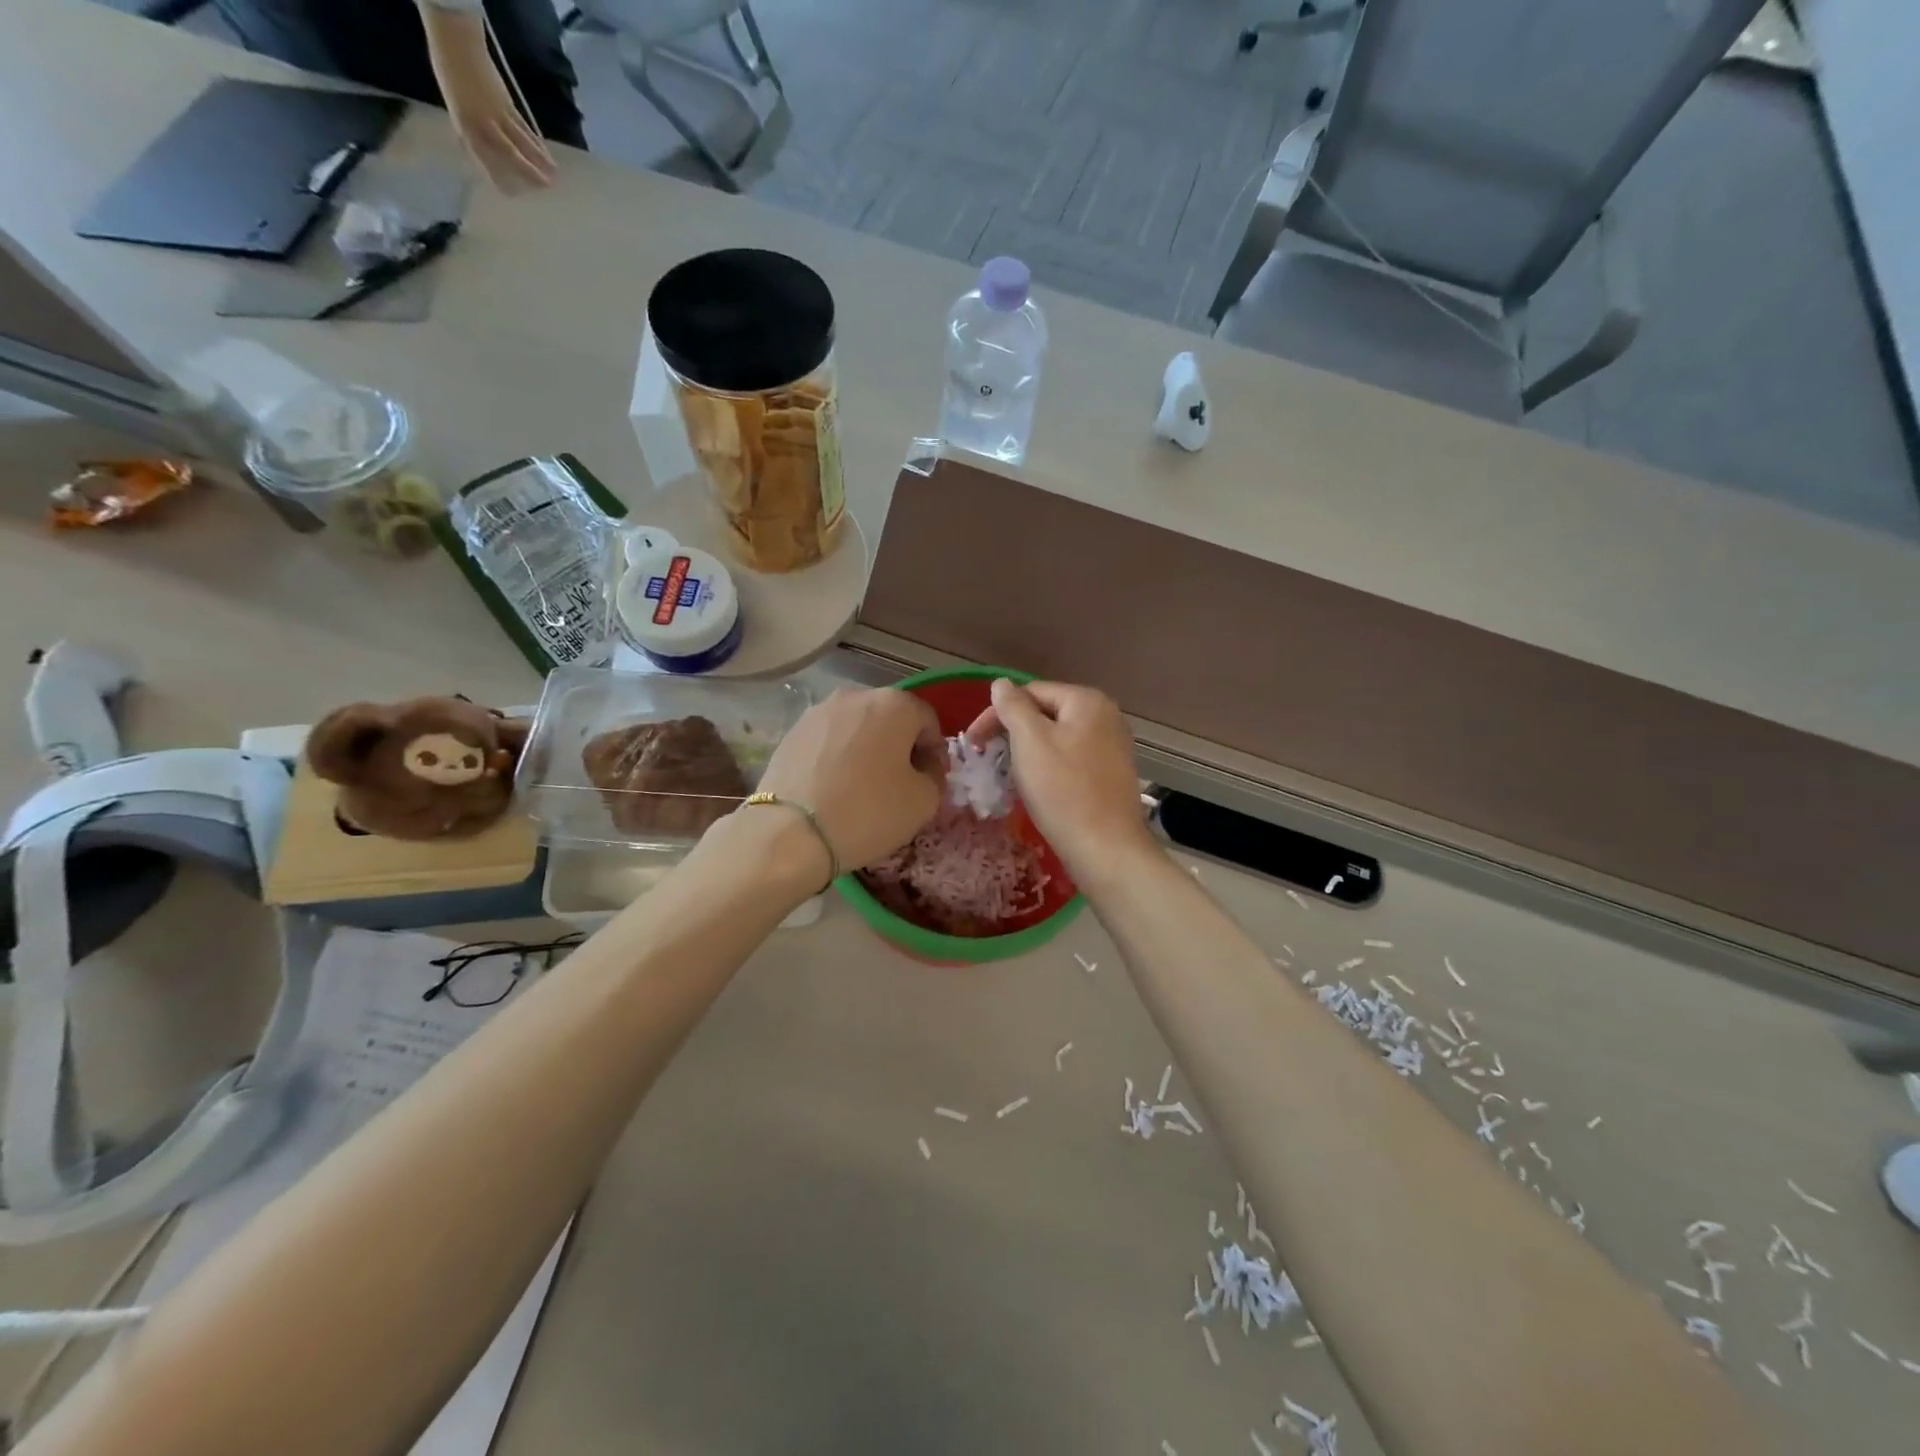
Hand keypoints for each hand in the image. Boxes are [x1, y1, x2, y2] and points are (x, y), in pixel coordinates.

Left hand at [423, 10, 556, 190]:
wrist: (455, 40)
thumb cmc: (450, 71)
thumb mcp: (454, 104)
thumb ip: (469, 128)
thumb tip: (480, 151)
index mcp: (465, 124)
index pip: (483, 156)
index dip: (496, 175)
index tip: (508, 193)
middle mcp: (482, 122)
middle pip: (509, 152)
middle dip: (527, 171)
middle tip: (544, 188)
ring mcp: (497, 113)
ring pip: (522, 141)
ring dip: (539, 159)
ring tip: (554, 175)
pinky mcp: (508, 103)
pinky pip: (524, 127)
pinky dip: (537, 141)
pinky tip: (546, 152)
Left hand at [755, 688, 945, 873]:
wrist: (790, 833)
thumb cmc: (868, 812)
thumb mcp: (924, 801)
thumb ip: (935, 776)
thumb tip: (924, 767)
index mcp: (895, 704)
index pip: (928, 721)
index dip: (935, 752)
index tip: (930, 780)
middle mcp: (856, 695)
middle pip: (891, 718)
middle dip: (900, 746)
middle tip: (899, 783)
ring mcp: (819, 711)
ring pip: (857, 727)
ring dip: (868, 749)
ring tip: (863, 786)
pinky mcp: (792, 731)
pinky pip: (829, 740)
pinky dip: (838, 757)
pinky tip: (834, 788)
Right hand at [966, 679, 1155, 884]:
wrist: (1105, 849)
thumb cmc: (1063, 791)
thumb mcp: (1030, 741)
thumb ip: (1013, 706)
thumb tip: (1001, 683)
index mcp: (1087, 701)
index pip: (1030, 692)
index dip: (997, 714)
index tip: (973, 743)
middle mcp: (1106, 716)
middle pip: (1045, 714)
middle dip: (1012, 733)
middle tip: (987, 760)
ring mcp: (1112, 747)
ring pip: (1057, 739)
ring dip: (1028, 753)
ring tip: (1007, 776)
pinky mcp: (1111, 774)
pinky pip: (1071, 760)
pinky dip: (1048, 768)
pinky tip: (1037, 788)